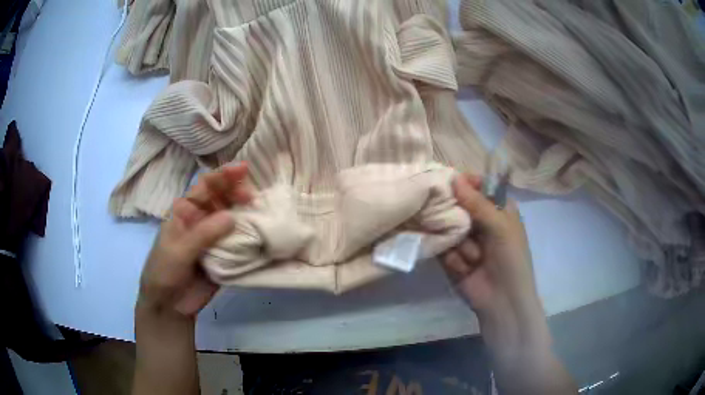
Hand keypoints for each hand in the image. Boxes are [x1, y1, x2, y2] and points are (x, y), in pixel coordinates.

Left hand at [137, 163, 252, 318]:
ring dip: (246, 214)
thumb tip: (233, 216)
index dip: (223, 175)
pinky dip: (250, 237)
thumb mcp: (179, 249)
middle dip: (237, 192)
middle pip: (222, 198)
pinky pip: (239, 242)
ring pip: (233, 218)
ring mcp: (214, 237)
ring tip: (260, 213)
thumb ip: (204, 233)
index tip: (243, 169)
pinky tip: (262, 234)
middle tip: (251, 197)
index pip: (205, 186)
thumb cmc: (165, 270)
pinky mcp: (225, 255)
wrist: (170, 305)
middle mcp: (202, 219)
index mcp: (186, 211)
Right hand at [442, 173, 547, 351]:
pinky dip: (453, 258)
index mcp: (498, 208)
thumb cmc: (511, 259)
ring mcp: (464, 238)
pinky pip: (442, 247)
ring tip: (475, 259)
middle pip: (458, 204)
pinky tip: (465, 269)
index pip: (478, 186)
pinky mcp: (451, 256)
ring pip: (448, 226)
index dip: (465, 183)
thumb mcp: (500, 226)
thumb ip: (477, 202)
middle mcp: (480, 220)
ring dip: (460, 244)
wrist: (502, 301)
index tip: (451, 183)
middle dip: (457, 215)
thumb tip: (454, 178)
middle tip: (461, 225)